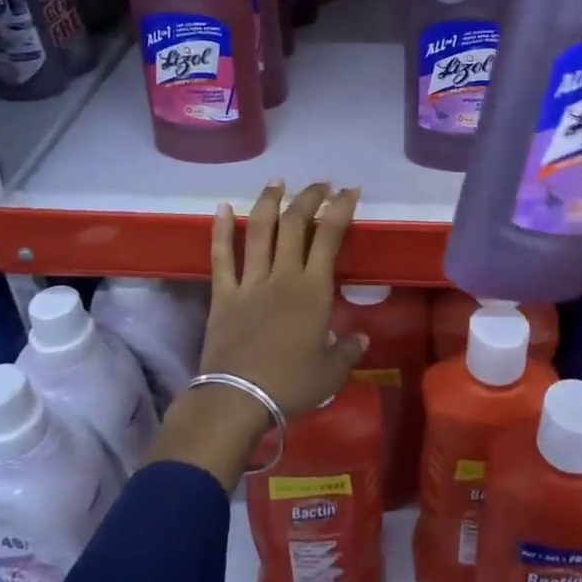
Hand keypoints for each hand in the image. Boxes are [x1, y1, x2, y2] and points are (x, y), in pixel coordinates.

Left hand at [202, 180, 366, 414]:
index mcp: (313, 289)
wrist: (238, 398)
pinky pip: (221, 255)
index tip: (349, 191)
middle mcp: (283, 275)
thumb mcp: (331, 372)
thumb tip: (361, 338)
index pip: (329, 236)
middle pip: (294, 223)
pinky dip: (220, 229)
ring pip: (259, 229)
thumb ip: (347, 351)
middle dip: (309, 197)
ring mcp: (250, 281)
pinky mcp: (223, 293)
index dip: (340, 209)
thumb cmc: (290, 385)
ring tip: (277, 182)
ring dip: (268, 201)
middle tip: (320, 184)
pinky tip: (221, 207)